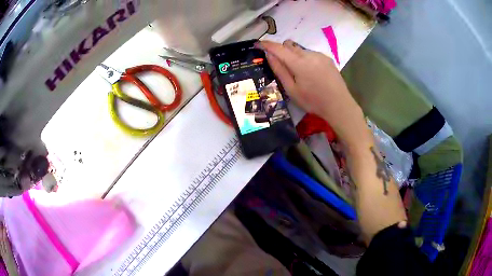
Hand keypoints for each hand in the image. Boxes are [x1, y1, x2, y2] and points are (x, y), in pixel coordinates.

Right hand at [259, 40, 368, 145]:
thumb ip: (279, 70)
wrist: (339, 105)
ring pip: (300, 49)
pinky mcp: (327, 58)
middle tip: (281, 65)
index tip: (257, 44)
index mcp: (299, 63)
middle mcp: (309, 54)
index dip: (266, 44)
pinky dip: (305, 59)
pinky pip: (310, 53)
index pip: (278, 48)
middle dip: (281, 50)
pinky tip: (311, 73)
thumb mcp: (292, 90)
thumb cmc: (313, 101)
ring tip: (299, 73)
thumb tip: (269, 54)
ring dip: (294, 56)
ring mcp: (319, 55)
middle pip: (289, 45)